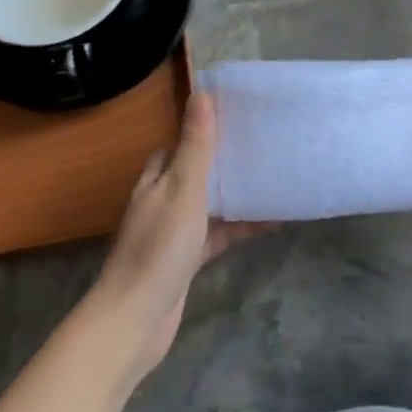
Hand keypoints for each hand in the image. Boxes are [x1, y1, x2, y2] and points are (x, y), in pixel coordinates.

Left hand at [91, 93, 268, 385]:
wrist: (136, 319)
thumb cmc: (159, 247)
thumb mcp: (183, 189)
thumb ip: (195, 145)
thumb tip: (202, 92)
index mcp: (156, 180)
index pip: (178, 144)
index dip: (204, 129)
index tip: (238, 117)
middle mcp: (162, 201)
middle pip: (197, 172)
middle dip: (226, 161)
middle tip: (264, 146)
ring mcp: (174, 233)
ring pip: (211, 204)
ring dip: (237, 194)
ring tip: (275, 179)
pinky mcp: (187, 260)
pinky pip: (219, 234)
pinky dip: (240, 227)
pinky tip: (271, 223)